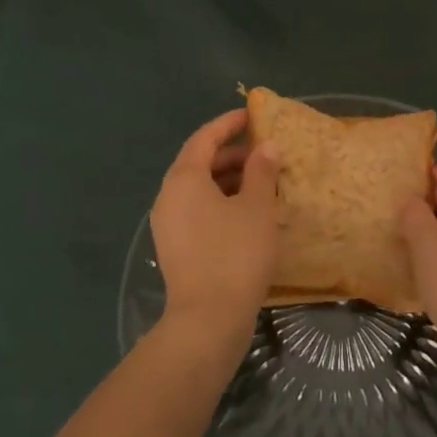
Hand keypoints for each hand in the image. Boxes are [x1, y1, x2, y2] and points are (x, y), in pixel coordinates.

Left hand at [151, 108, 280, 342]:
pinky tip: (249, 214)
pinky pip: (198, 211)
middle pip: (200, 163)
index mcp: (184, 179)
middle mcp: (169, 197)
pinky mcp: (176, 248)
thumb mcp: (257, 207)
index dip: (229, 124)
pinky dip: (222, 203)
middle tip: (266, 153)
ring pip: (200, 190)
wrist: (208, 320)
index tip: (253, 115)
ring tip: (263, 182)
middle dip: (233, 154)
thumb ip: (261, 171)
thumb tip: (267, 146)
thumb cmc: (235, 254)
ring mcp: (169, 225)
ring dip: (230, 180)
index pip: (204, 138)